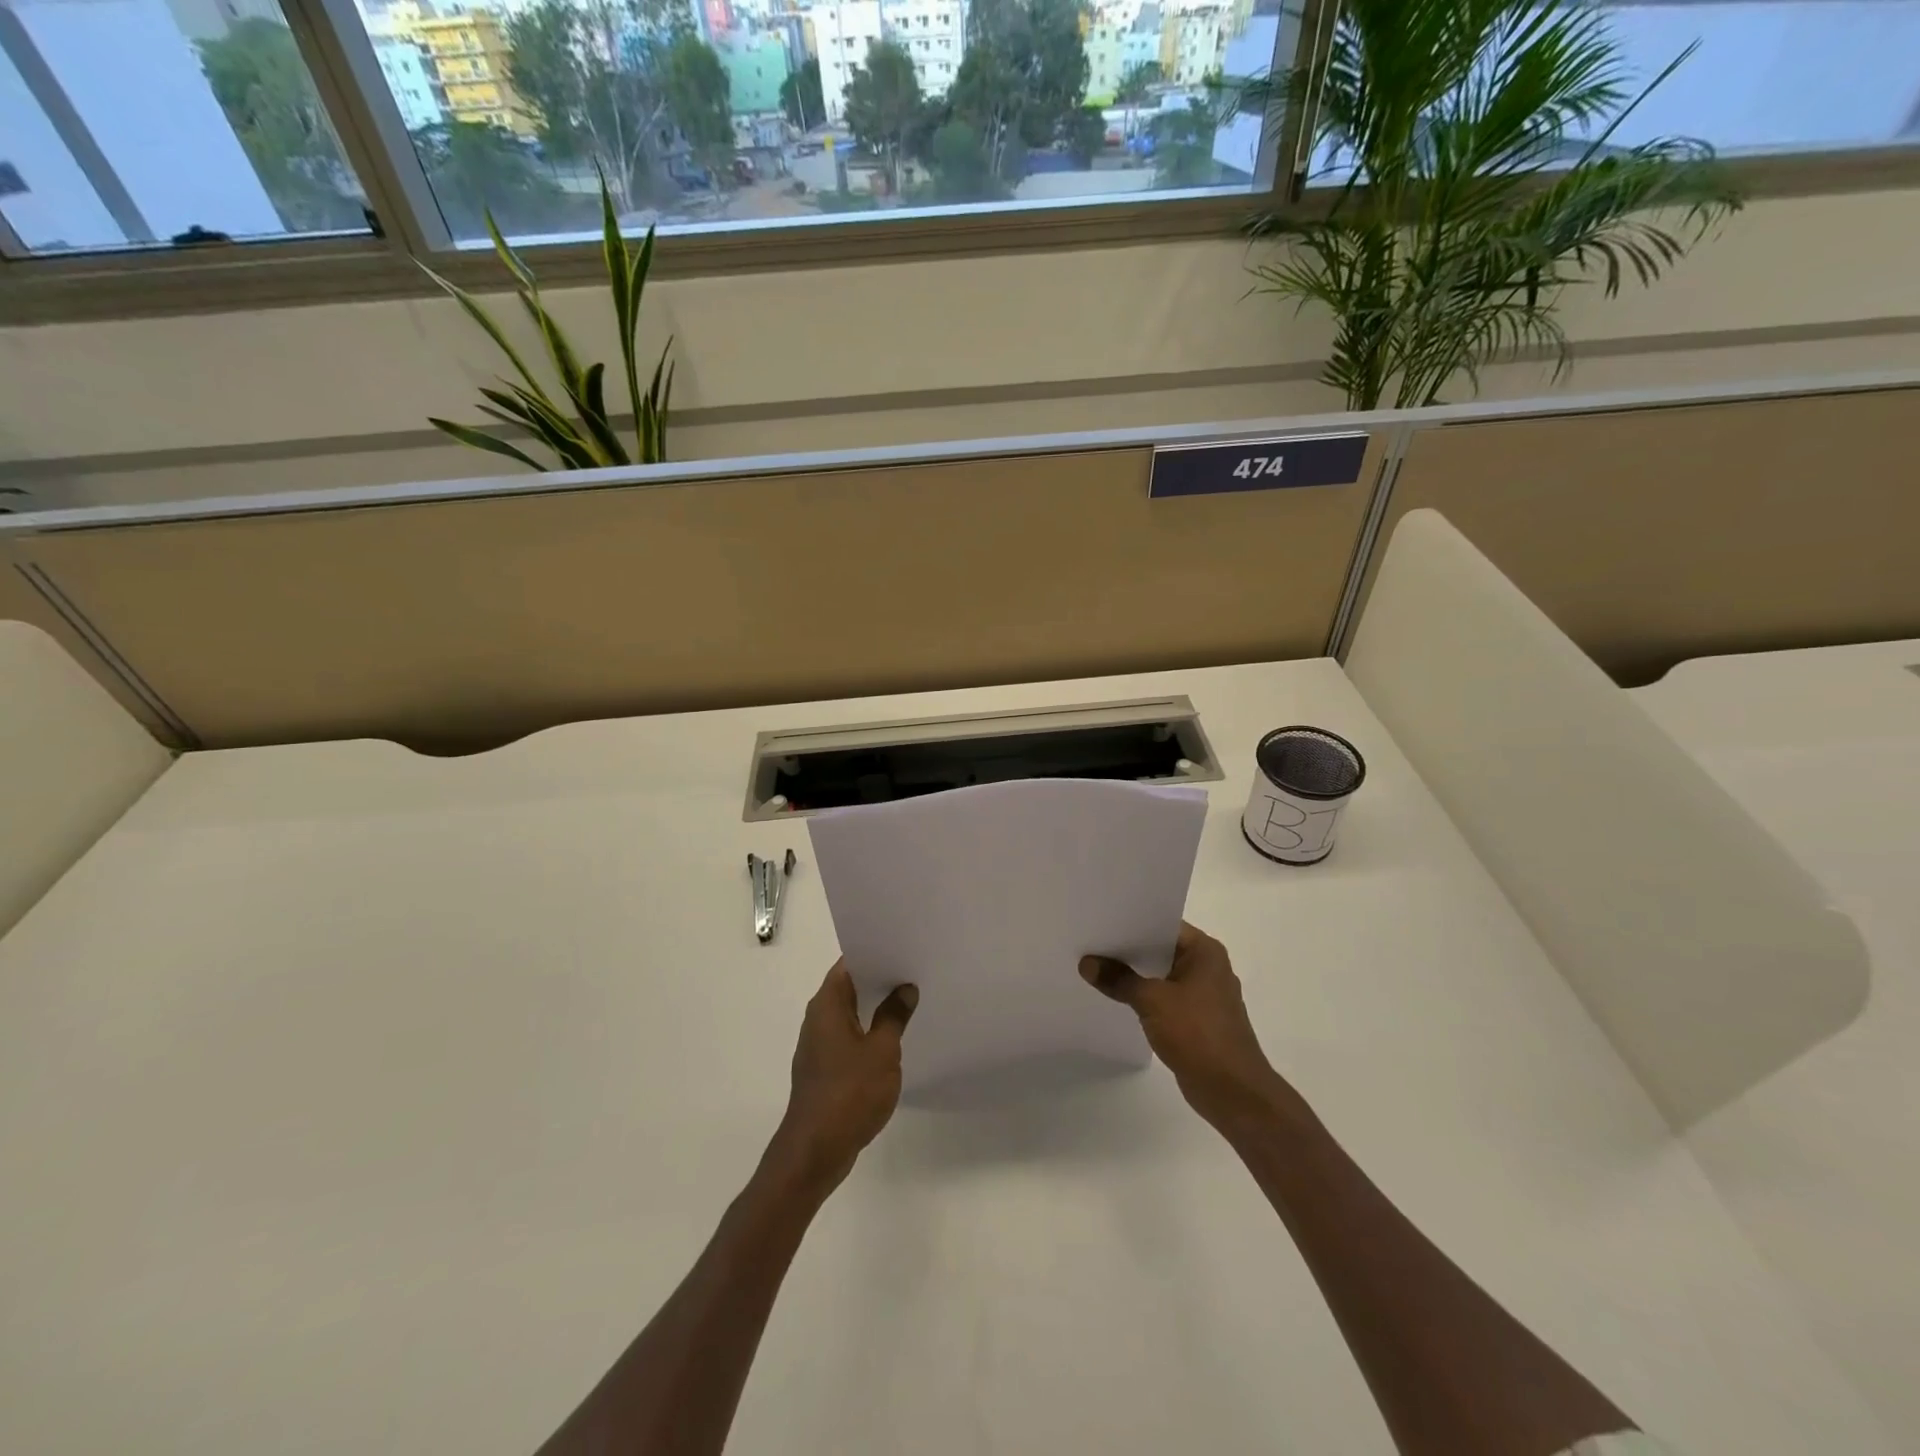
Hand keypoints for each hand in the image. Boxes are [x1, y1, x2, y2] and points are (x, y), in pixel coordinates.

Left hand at [772, 961, 917, 1192]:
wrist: (815, 1150)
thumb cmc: (849, 1092)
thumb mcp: (882, 1051)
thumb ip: (894, 1015)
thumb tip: (905, 988)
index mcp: (828, 1004)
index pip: (849, 963)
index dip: (874, 952)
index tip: (902, 946)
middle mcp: (818, 1018)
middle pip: (850, 986)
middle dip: (880, 978)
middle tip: (915, 971)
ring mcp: (819, 1044)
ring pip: (851, 1013)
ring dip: (876, 1007)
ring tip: (910, 1001)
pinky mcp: (824, 1068)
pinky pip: (849, 1037)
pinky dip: (869, 1031)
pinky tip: (894, 1038)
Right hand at [1081, 923, 1285, 1130]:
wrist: (1233, 1092)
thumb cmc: (1198, 1034)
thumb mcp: (1152, 1001)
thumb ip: (1119, 979)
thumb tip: (1087, 964)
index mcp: (1205, 951)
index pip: (1162, 924)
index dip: (1131, 921)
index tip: (1100, 920)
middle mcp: (1207, 967)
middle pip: (1160, 949)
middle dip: (1128, 949)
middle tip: (1090, 942)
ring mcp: (1203, 995)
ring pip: (1161, 975)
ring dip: (1134, 975)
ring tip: (1096, 966)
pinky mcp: (1197, 1019)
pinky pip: (1164, 998)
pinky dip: (1143, 996)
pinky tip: (1116, 997)